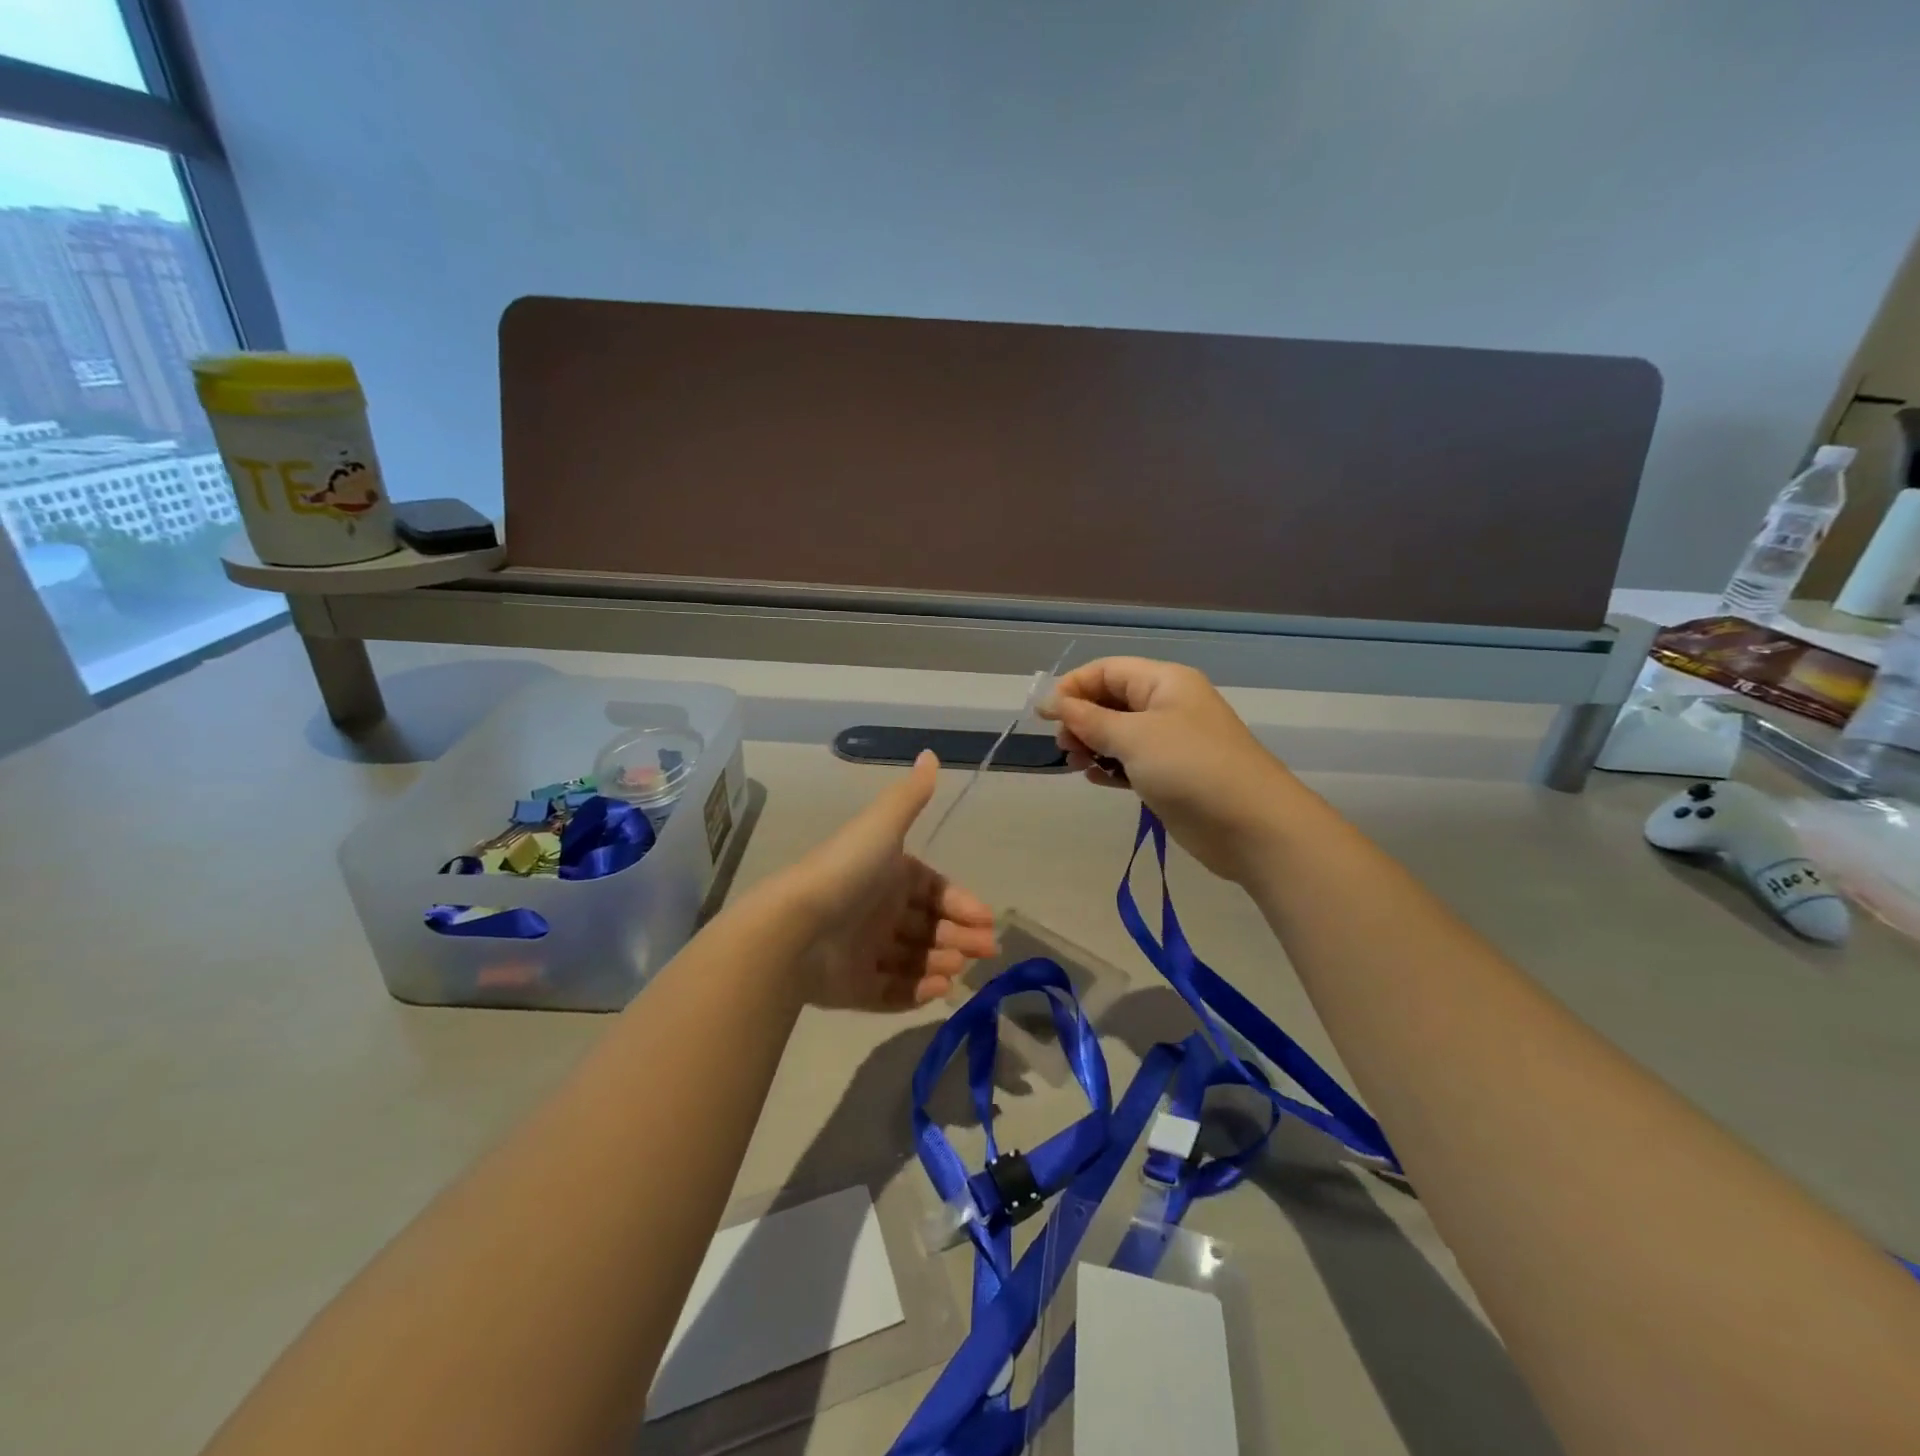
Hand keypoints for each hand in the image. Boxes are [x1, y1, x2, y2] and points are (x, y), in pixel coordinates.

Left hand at [768, 751, 998, 1008]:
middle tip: (986, 951)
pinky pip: (890, 992)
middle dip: (959, 937)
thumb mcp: (882, 827)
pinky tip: (939, 990)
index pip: (933, 890)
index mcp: (887, 875)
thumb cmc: (847, 872)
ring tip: (958, 969)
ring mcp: (863, 951)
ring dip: (941, 962)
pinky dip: (915, 992)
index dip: (961, 903)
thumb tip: (931, 754)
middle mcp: (877, 911)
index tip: (986, 920)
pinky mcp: (852, 987)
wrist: (796, 925)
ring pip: (912, 959)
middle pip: (928, 927)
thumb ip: (910, 796)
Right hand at [1040, 657, 1299, 881]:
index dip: (1073, 687)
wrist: (1250, 825)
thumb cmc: (1190, 767)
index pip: (1107, 670)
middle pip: (1110, 700)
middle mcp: (1167, 705)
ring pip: (1118, 733)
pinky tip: (1096, 779)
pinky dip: (1110, 767)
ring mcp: (1170, 742)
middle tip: (1066, 745)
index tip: (1045, 717)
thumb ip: (1088, 719)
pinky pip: (1130, 762)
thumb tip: (1050, 702)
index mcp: (1164, 682)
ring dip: (1093, 744)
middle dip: (1081, 718)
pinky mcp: (1171, 775)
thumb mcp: (1133, 737)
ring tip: (1078, 763)